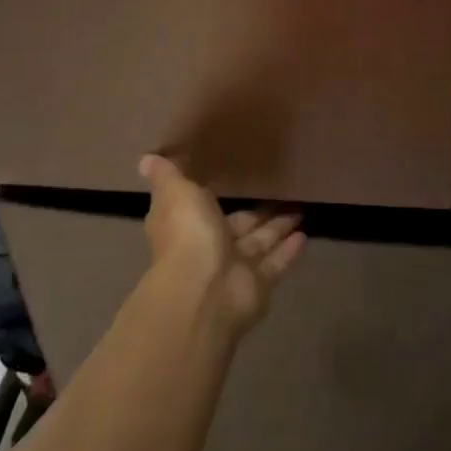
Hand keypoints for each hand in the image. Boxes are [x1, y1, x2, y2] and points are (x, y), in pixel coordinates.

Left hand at [139, 155, 303, 336]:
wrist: (203, 291)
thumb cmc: (188, 235)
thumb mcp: (175, 192)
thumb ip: (167, 175)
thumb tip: (146, 159)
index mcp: (186, 224)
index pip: (200, 207)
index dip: (212, 196)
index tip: (231, 179)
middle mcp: (209, 247)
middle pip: (238, 226)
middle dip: (257, 213)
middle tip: (282, 195)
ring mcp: (234, 269)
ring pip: (260, 243)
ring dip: (278, 228)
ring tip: (300, 210)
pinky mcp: (258, 286)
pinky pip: (275, 264)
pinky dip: (288, 251)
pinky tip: (305, 235)